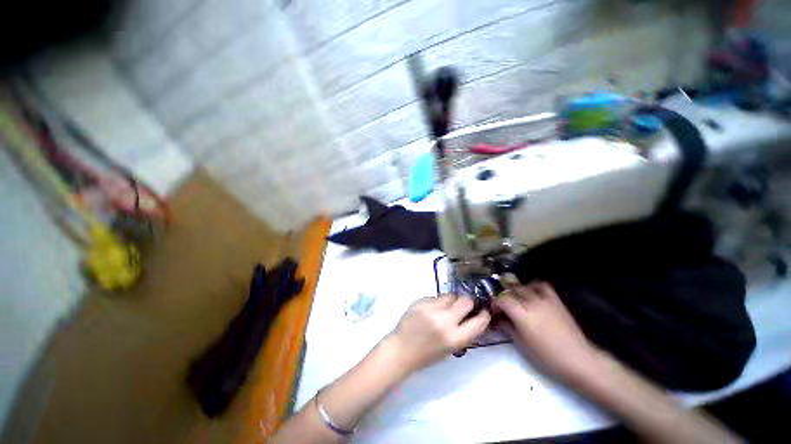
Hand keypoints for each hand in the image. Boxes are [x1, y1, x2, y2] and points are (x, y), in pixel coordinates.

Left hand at [388, 295, 489, 372]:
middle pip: (466, 301)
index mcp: (454, 338)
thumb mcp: (450, 349)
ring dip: (451, 301)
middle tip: (464, 306)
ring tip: (444, 308)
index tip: (484, 311)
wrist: (401, 349)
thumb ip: (462, 332)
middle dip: (468, 302)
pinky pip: (435, 297)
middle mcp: (445, 321)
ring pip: (450, 295)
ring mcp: (431, 309)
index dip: (484, 315)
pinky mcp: (421, 301)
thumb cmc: (427, 355)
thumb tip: (472, 316)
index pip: (478, 322)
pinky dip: (436, 302)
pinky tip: (430, 310)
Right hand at [494, 281, 599, 382]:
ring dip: (516, 291)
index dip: (495, 303)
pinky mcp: (555, 300)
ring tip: (516, 299)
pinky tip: (532, 293)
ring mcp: (544, 300)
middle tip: (503, 307)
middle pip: (511, 291)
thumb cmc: (547, 357)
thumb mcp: (522, 345)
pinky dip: (533, 286)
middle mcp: (531, 303)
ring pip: (524, 286)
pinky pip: (542, 286)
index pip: (502, 300)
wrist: (577, 359)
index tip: (494, 310)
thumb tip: (499, 319)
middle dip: (504, 297)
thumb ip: (508, 327)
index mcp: (522, 315)